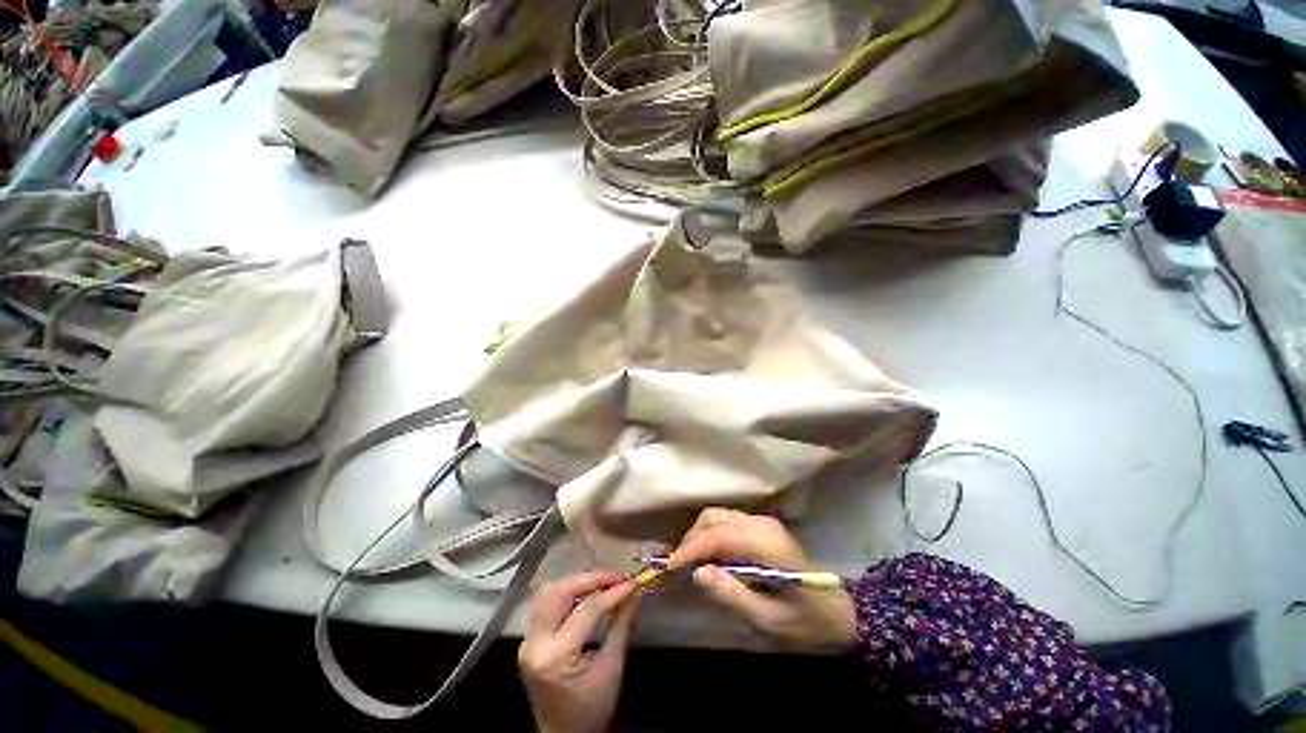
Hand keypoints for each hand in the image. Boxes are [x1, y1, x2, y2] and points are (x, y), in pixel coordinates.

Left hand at [519, 571, 638, 732]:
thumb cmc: (591, 708)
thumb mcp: (611, 668)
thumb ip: (621, 625)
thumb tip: (633, 592)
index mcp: (555, 657)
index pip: (586, 610)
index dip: (612, 592)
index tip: (633, 582)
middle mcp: (535, 644)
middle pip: (560, 592)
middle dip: (590, 579)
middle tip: (616, 577)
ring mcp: (528, 641)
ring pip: (549, 593)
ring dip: (577, 582)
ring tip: (603, 582)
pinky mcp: (530, 639)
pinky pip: (547, 604)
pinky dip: (568, 592)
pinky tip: (587, 593)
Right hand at [667, 508, 857, 651]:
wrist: (842, 612)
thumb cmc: (807, 623)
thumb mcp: (769, 622)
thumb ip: (731, 595)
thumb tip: (697, 573)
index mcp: (765, 544)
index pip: (717, 535)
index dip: (690, 548)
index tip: (668, 568)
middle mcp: (761, 524)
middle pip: (713, 517)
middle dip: (690, 539)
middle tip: (676, 567)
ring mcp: (762, 522)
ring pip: (718, 516)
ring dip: (698, 535)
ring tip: (687, 563)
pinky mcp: (761, 527)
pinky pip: (726, 523)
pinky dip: (710, 535)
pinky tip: (706, 557)